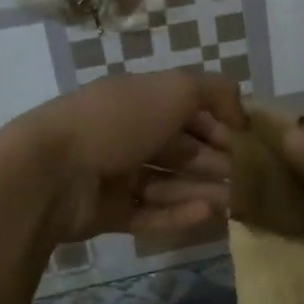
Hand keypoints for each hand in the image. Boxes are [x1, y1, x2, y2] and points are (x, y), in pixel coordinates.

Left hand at [14, 69, 245, 241]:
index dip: (222, 124)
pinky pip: (149, 213)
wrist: (52, 171)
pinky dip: (178, 213)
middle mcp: (129, 133)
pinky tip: (208, 215)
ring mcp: (116, 175)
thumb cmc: (118, 120)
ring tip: (238, 203)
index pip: (190, 110)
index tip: (252, 143)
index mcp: (140, 100)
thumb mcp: (176, 88)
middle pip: (183, 149)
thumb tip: (241, 115)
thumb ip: (216, 92)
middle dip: (218, 162)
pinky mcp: (108, 212)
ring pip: (170, 183)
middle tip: (252, 180)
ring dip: (205, 190)